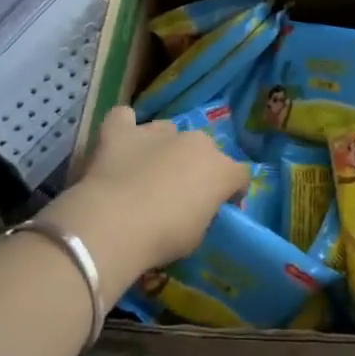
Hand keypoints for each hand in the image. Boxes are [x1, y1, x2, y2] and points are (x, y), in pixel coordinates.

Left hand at [47, 107, 248, 287]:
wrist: (115, 225)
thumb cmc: (164, 237)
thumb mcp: (197, 236)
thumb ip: (203, 213)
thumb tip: (196, 207)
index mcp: (220, 168)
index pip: (239, 174)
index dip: (231, 191)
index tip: (220, 207)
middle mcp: (194, 142)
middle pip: (204, 149)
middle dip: (196, 166)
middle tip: (179, 192)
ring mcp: (157, 132)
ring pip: (167, 131)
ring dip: (163, 147)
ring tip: (147, 170)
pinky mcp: (121, 132)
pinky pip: (124, 119)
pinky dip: (124, 128)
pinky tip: (121, 141)